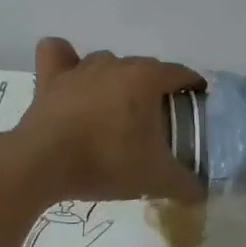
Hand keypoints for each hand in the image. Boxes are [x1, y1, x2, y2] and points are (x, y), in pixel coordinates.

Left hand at [0, 38, 205, 204]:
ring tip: (117, 109)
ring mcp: (81, 69)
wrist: (44, 164)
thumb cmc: (107, 162)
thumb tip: (201, 192)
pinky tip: (70, 75)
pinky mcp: (50, 78)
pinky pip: (59, 54)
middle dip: (156, 88)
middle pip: (145, 68)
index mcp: (146, 79)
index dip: (192, 86)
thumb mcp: (156, 178)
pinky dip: (66, 59)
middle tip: (159, 119)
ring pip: (107, 62)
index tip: (196, 101)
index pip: (180, 73)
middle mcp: (116, 64)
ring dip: (116, 80)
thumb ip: (184, 184)